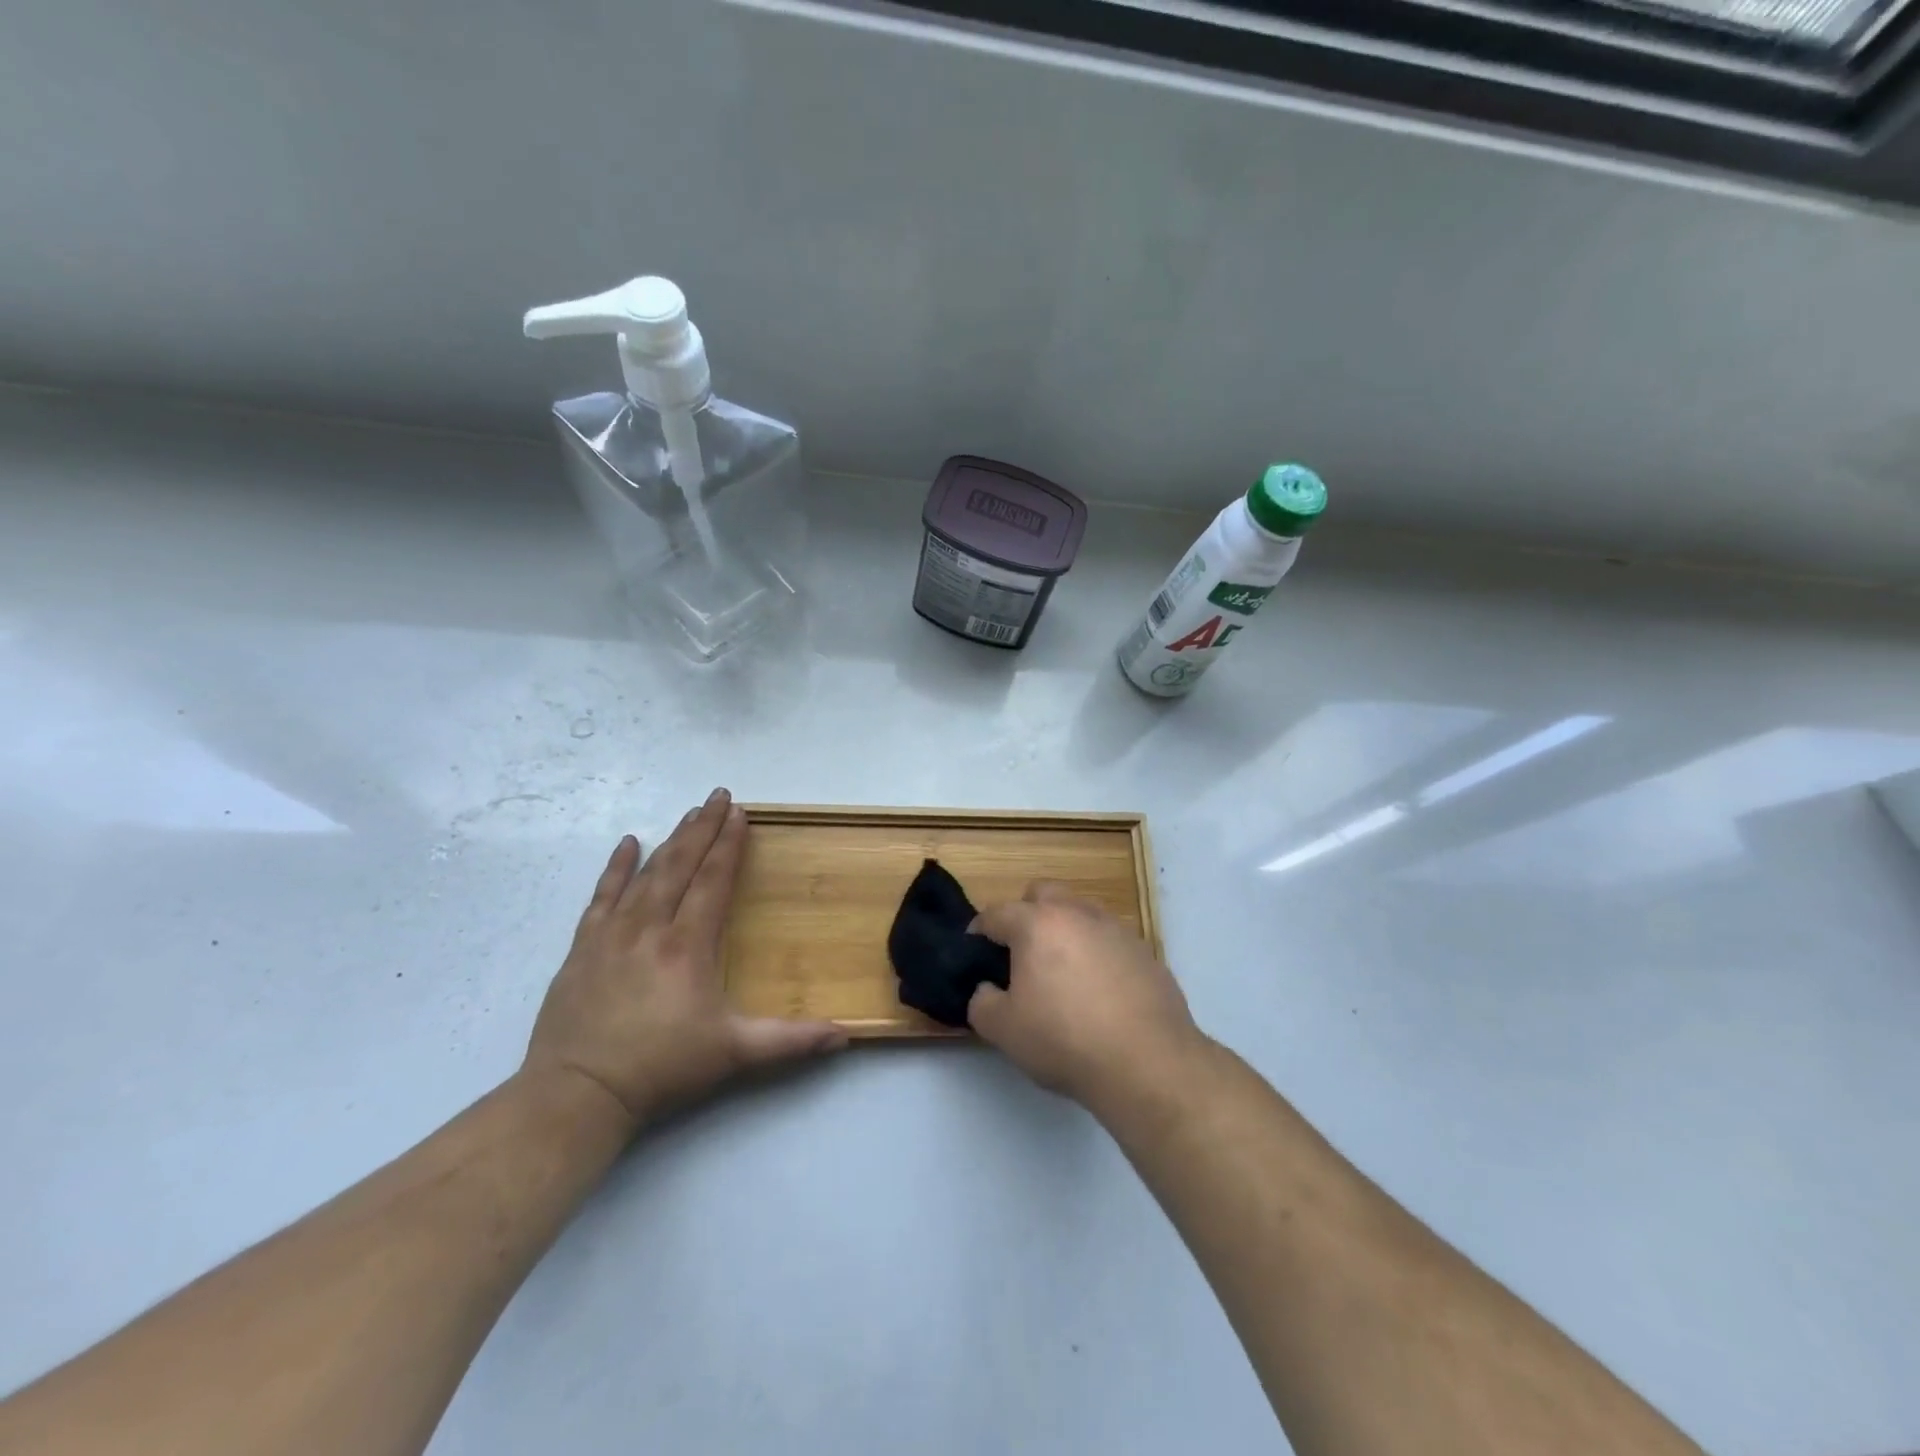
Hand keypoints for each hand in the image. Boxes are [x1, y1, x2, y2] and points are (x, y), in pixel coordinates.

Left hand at [522, 788, 845, 1132]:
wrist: (577, 1094)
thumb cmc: (661, 1068)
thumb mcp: (734, 1054)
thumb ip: (791, 1041)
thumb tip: (846, 1034)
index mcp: (688, 946)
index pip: (713, 881)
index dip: (728, 845)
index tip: (740, 813)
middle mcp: (651, 928)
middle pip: (681, 866)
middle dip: (703, 829)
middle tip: (718, 796)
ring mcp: (612, 935)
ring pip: (646, 875)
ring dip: (671, 841)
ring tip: (689, 814)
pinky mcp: (583, 948)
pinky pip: (601, 896)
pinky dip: (616, 868)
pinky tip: (628, 843)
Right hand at [967, 882, 1203, 1106]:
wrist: (1147, 1062)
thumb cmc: (1065, 1040)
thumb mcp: (1003, 1030)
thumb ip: (981, 1002)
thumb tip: (987, 989)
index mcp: (1036, 924)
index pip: (995, 913)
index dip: (979, 932)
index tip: (975, 954)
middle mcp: (1076, 913)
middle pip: (1042, 894)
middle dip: (1025, 914)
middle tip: (1020, 954)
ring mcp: (1115, 928)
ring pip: (1079, 911)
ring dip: (1064, 929)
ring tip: (1062, 971)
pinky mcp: (1144, 951)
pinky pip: (1109, 938)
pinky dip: (1096, 952)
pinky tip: (1099, 990)